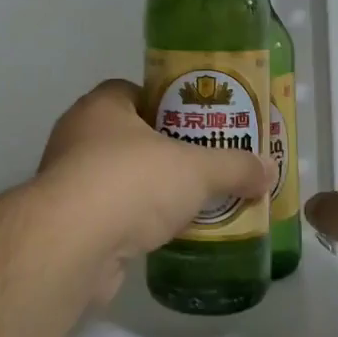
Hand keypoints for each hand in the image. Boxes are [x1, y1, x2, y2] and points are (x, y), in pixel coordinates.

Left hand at [40, 80, 272, 266]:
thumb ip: (234, 166)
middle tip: (205, 163)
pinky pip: (112, 213)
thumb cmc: (132, 181)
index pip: (136, 91)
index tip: (198, 123)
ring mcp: (70, 181)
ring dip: (151, 190)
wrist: (73, 245)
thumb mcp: (196, 168)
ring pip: (121, 177)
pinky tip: (167, 234)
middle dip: (166, 150)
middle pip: (131, 136)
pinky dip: (137, 222)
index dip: (168, 103)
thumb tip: (268, 170)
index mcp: (102, 106)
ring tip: (193, 201)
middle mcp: (78, 136)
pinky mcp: (70, 223)